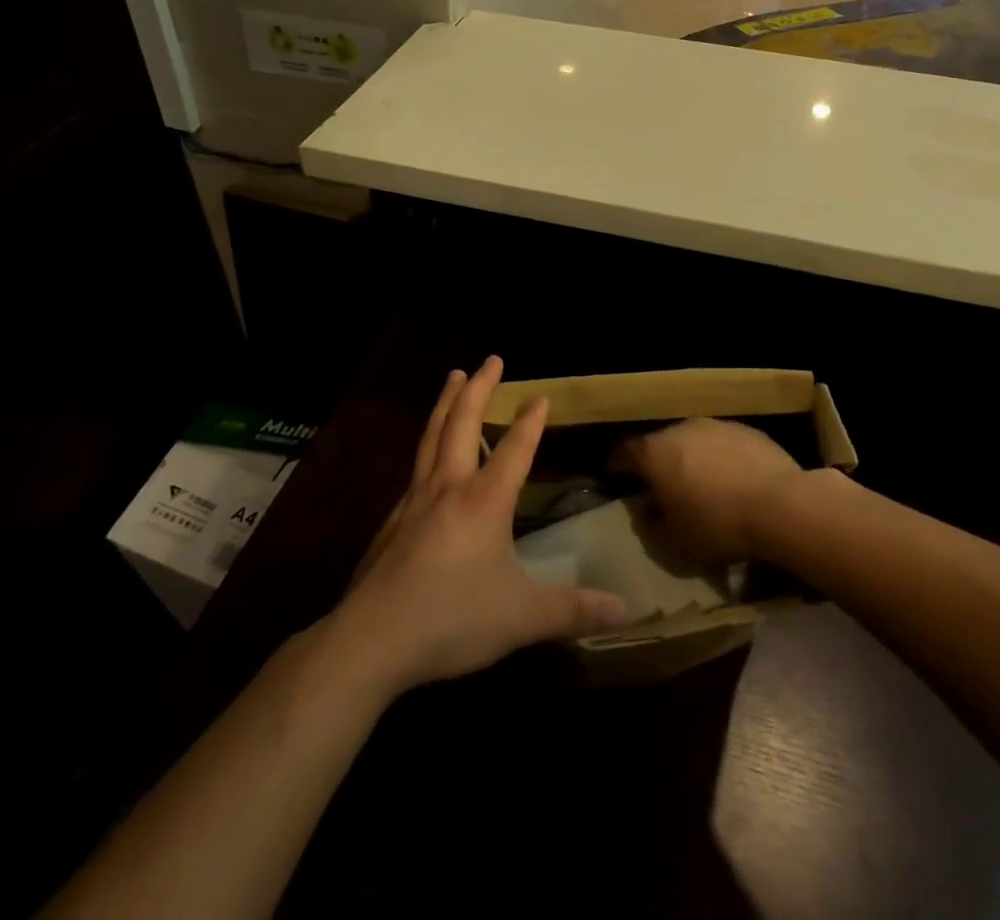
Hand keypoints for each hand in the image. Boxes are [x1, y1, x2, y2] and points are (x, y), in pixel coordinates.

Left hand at [328, 357, 629, 695]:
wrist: (371, 640)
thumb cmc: (453, 619)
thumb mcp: (522, 618)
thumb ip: (574, 610)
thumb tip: (628, 610)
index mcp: (484, 502)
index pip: (514, 449)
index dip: (530, 422)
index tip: (541, 395)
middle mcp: (449, 488)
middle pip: (463, 424)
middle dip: (479, 389)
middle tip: (490, 359)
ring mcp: (414, 501)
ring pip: (432, 437)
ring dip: (446, 403)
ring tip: (453, 376)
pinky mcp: (392, 522)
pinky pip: (415, 468)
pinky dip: (426, 445)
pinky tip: (426, 456)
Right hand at [611, 418, 808, 563]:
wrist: (780, 505)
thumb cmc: (717, 524)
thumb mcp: (675, 540)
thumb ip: (652, 523)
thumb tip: (647, 511)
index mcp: (654, 452)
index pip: (623, 451)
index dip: (616, 464)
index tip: (615, 477)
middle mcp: (680, 428)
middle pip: (659, 443)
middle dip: (657, 463)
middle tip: (662, 486)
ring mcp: (714, 425)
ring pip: (692, 440)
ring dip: (690, 458)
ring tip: (700, 483)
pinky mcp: (745, 429)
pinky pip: (721, 443)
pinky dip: (719, 458)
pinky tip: (732, 480)